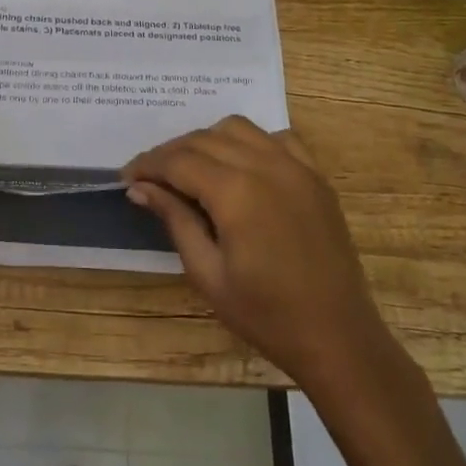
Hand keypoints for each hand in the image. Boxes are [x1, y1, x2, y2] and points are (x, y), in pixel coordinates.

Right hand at [123, 116, 395, 388]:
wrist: (338, 336)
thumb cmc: (266, 315)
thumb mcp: (207, 273)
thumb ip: (175, 220)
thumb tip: (140, 188)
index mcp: (235, 191)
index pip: (178, 160)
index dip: (147, 165)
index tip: (127, 178)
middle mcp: (265, 165)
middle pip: (203, 139)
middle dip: (171, 153)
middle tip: (150, 178)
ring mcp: (295, 166)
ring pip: (237, 128)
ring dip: (207, 141)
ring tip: (191, 169)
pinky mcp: (315, 175)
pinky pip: (276, 138)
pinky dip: (250, 142)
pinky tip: (240, 166)